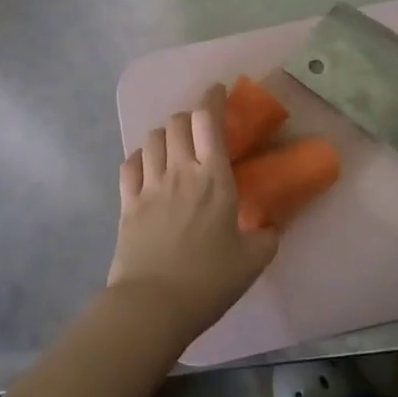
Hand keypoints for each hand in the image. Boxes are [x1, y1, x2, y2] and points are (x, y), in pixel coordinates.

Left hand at [109, 84, 279, 340]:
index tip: (218, 91)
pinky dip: (140, 157)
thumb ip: (267, 237)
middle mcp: (179, 171)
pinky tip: (147, 166)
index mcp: (213, 178)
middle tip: (200, 128)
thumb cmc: (209, 281)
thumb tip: (270, 227)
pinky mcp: (127, 204)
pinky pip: (129, 165)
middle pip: (176, 122)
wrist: (153, 305)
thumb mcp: (253, 260)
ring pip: (152, 138)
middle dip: (188, 116)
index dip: (212, 98)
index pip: (208, 120)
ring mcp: (149, 186)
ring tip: (174, 146)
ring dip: (164, 134)